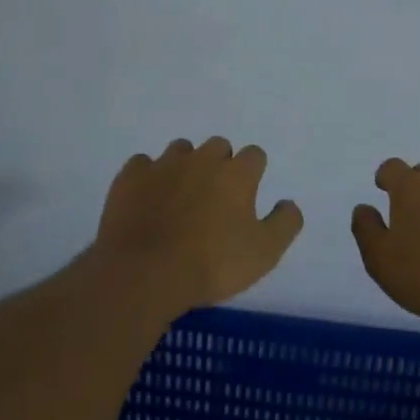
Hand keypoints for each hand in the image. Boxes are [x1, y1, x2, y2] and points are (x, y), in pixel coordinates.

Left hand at [92, 137, 303, 315]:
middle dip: (221, 165)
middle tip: (216, 198)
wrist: (144, 273)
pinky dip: (149, 176)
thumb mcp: (264, 253)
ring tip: (181, 197)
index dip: (253, 173)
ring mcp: (163, 164)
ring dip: (186, 166)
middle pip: (218, 146)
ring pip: (181, 150)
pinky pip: (143, 164)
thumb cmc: (211, 264)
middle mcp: (201, 159)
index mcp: (236, 174)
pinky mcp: (130, 177)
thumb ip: (284, 223)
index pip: (254, 155)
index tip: (247, 195)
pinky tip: (148, 199)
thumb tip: (288, 203)